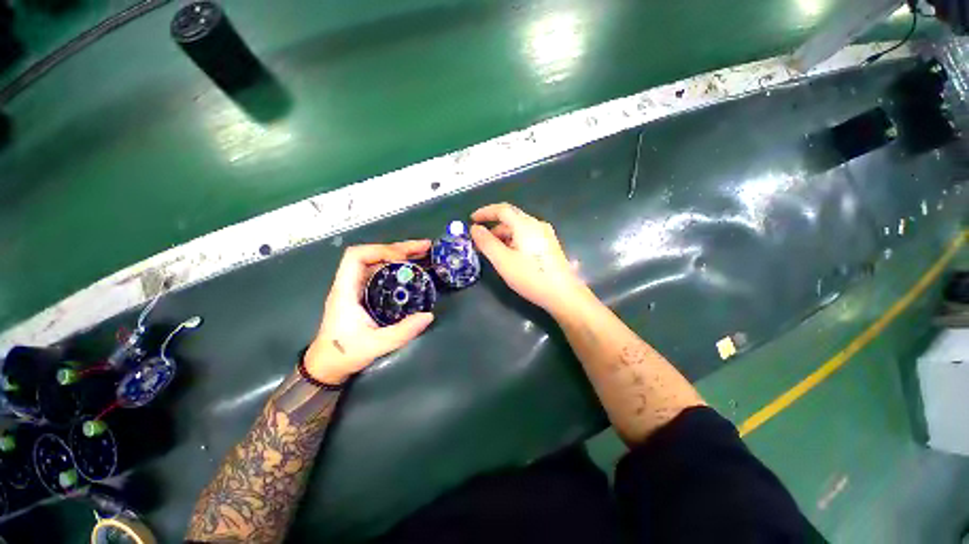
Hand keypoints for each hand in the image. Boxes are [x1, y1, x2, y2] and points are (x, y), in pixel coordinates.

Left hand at [304, 241, 434, 384]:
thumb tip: (428, 315)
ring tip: (425, 254)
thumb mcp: (375, 345)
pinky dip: (399, 268)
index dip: (381, 251)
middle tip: (425, 248)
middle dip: (399, 249)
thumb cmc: (344, 354)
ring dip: (401, 256)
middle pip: (372, 255)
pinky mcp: (365, 294)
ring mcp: (358, 288)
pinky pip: (382, 273)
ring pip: (378, 262)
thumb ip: (402, 332)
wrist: (327, 366)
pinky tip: (414, 270)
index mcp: (345, 290)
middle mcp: (350, 284)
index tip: (404, 257)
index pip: (356, 256)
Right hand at [470, 203, 585, 314]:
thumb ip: (487, 243)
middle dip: (493, 227)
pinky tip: (510, 255)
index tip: (472, 220)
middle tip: (480, 242)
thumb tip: (475, 228)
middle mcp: (537, 224)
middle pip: (511, 218)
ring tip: (493, 252)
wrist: (563, 294)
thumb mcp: (503, 261)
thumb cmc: (530, 276)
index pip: (502, 209)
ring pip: (519, 228)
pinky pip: (526, 236)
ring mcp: (545, 234)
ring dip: (503, 236)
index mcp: (525, 225)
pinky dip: (513, 241)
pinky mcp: (549, 245)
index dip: (485, 212)